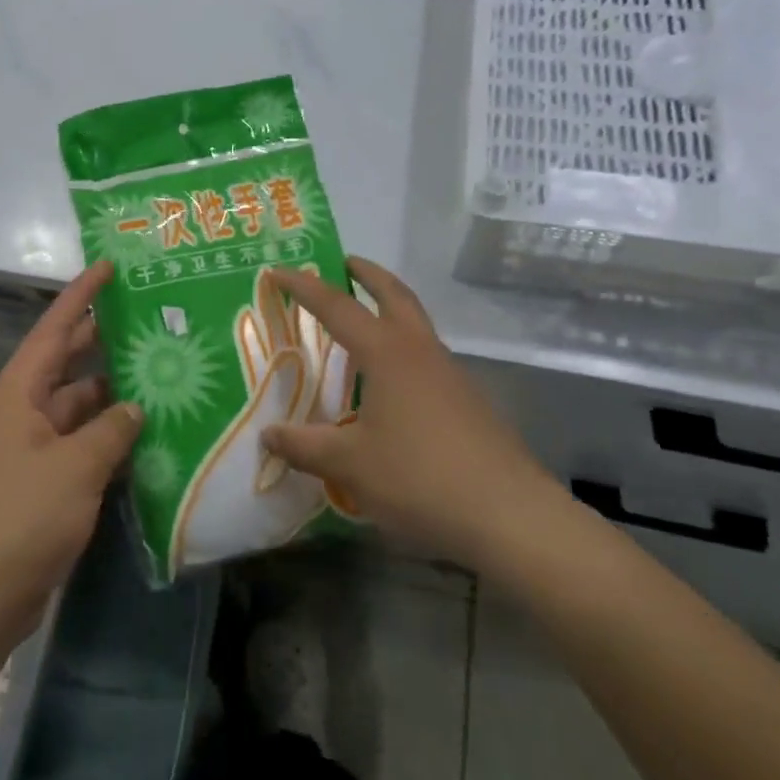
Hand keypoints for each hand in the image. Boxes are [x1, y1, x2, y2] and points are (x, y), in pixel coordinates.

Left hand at [0, 260, 140, 636]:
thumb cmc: (24, 516)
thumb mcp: (76, 466)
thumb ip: (111, 429)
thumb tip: (133, 407)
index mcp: (19, 393)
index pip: (53, 329)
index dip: (80, 296)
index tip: (107, 267)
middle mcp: (22, 411)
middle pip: (66, 363)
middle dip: (101, 341)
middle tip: (146, 320)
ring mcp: (31, 448)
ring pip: (78, 406)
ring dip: (112, 395)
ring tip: (159, 375)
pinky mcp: (42, 481)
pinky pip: (80, 443)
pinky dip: (108, 436)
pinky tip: (144, 433)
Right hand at [260, 257, 563, 567]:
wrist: (511, 516)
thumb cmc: (421, 478)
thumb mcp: (350, 465)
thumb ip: (305, 446)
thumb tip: (267, 435)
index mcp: (388, 354)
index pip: (337, 307)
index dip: (305, 287)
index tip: (278, 271)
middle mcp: (422, 352)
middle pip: (395, 296)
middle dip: (368, 275)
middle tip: (344, 263)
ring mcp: (452, 376)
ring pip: (417, 326)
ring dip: (390, 311)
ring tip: (362, 327)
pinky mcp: (470, 403)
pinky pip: (428, 360)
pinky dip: (404, 351)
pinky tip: (392, 387)